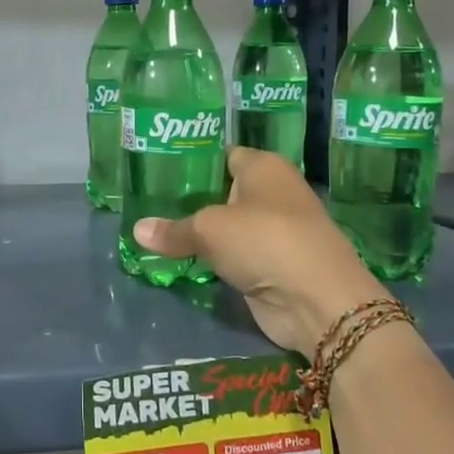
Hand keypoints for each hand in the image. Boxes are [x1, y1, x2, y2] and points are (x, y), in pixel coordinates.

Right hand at [130, 147, 389, 356]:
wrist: (317, 299)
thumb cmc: (265, 240)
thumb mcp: (209, 230)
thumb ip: (173, 230)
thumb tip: (136, 230)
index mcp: (263, 166)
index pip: (221, 154)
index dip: (192, 161)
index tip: (157, 169)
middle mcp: (272, 191)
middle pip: (221, 190)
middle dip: (190, 198)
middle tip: (147, 201)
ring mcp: (273, 230)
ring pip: (226, 225)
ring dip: (200, 232)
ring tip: (154, 228)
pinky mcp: (271, 263)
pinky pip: (233, 254)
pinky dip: (213, 258)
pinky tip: (180, 258)